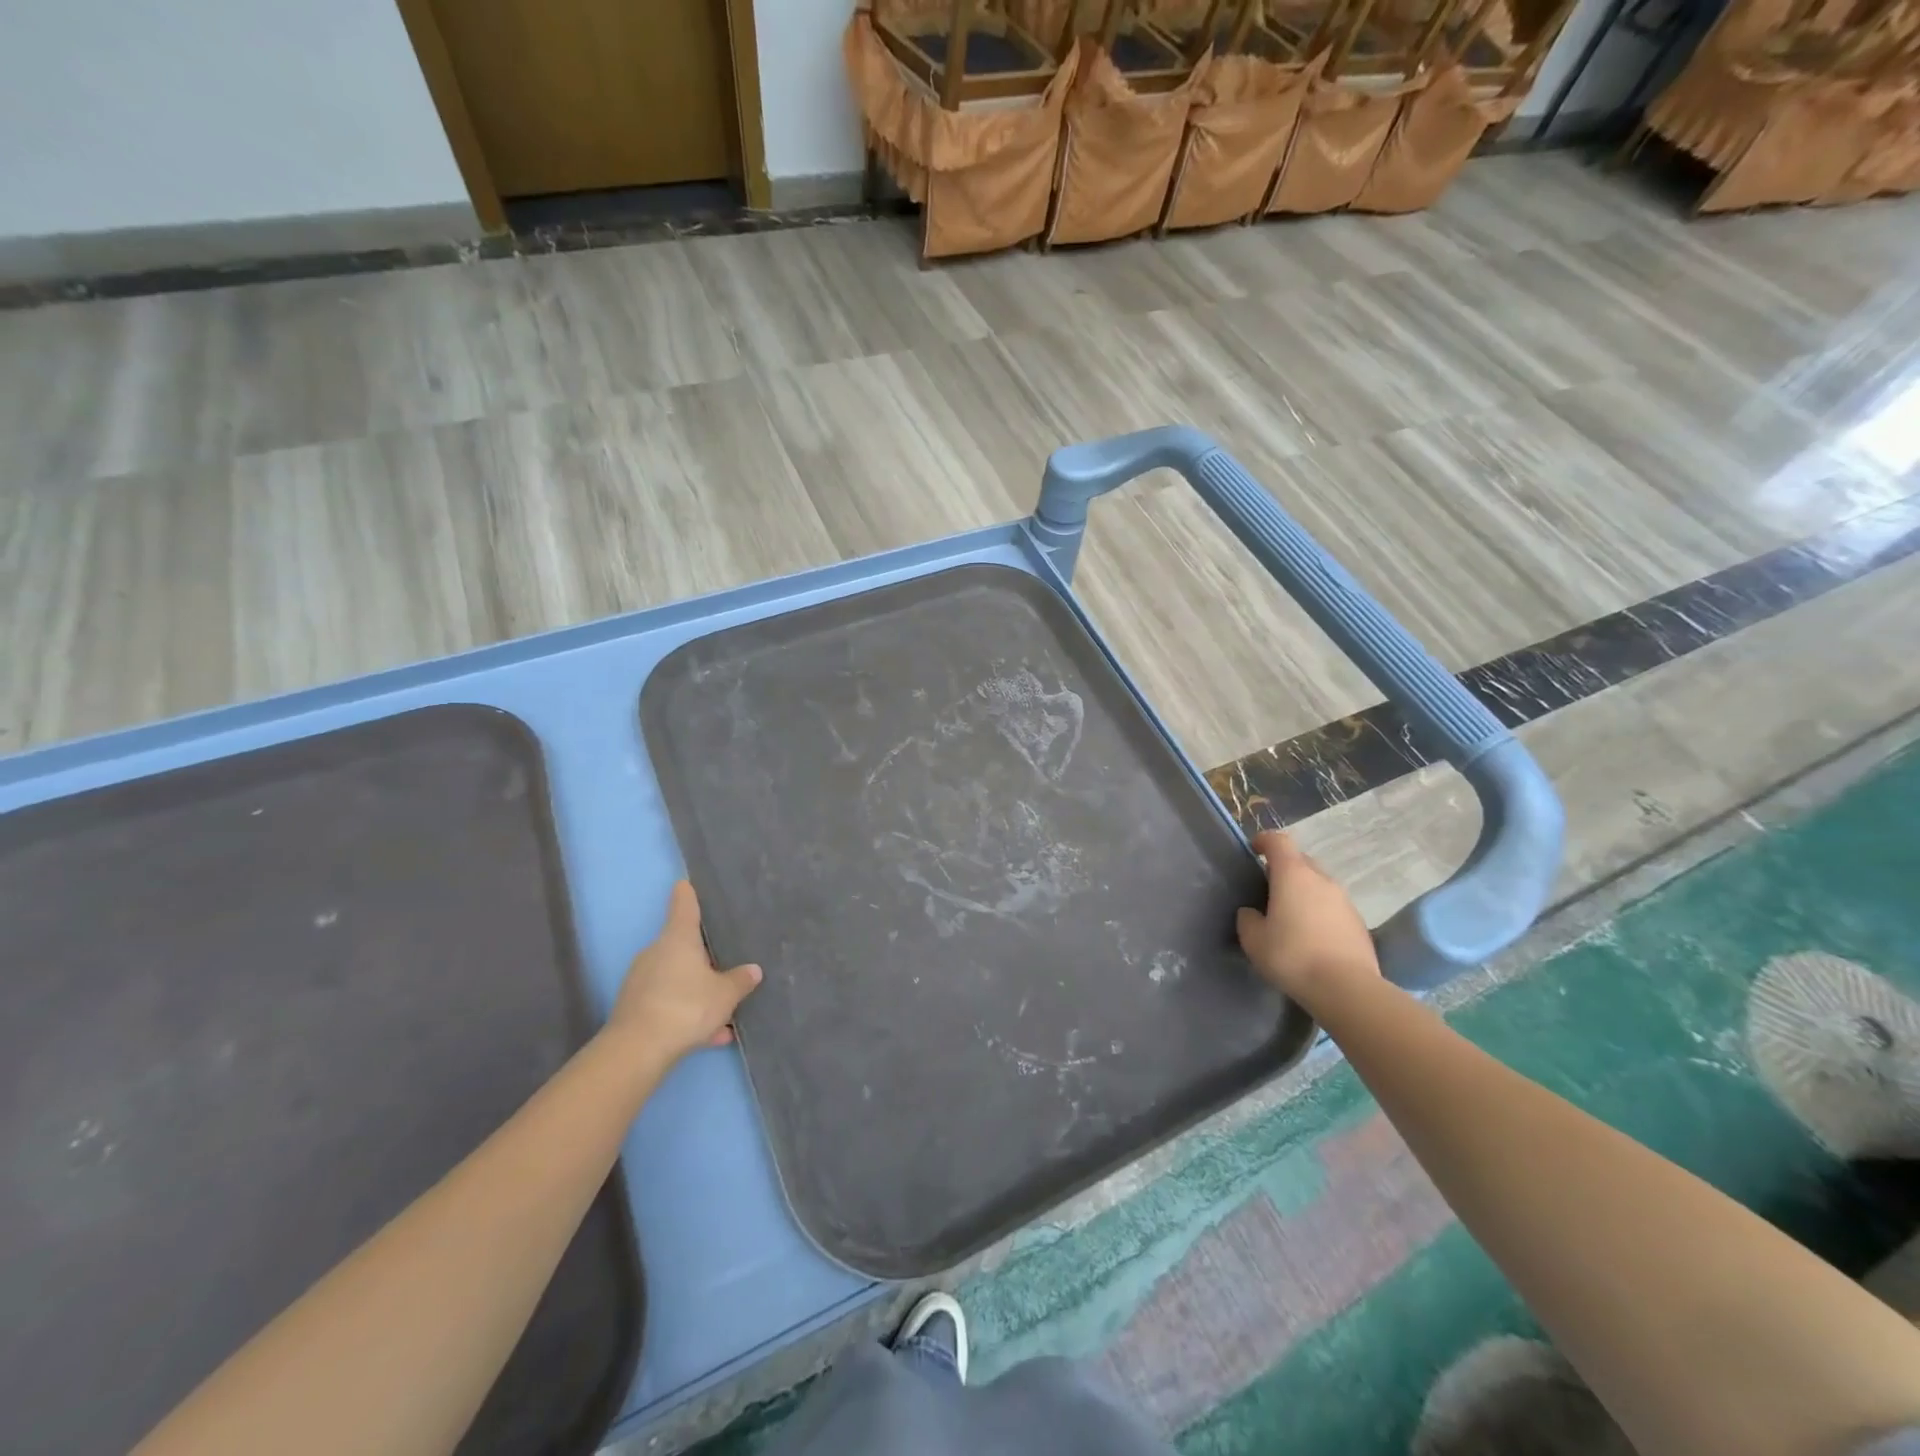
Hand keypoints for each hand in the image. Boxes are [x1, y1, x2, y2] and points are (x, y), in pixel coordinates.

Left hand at [609, 881, 761, 1062]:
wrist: (637, 1050)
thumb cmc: (686, 1006)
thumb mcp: (725, 994)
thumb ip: (740, 981)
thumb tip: (753, 970)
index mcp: (678, 939)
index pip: (683, 906)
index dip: (687, 894)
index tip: (686, 883)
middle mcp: (656, 953)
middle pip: (681, 946)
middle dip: (702, 955)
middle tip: (725, 962)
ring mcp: (642, 981)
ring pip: (677, 979)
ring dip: (697, 990)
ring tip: (725, 1012)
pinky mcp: (635, 1008)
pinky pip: (669, 1003)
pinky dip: (687, 1013)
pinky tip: (711, 1035)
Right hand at [1236, 831, 1378, 1009]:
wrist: (1347, 989)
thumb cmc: (1292, 956)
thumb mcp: (1253, 939)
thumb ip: (1248, 919)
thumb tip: (1253, 913)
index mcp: (1293, 875)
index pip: (1279, 841)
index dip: (1264, 841)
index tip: (1253, 850)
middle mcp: (1322, 880)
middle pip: (1301, 861)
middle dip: (1284, 869)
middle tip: (1269, 890)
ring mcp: (1345, 901)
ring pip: (1319, 885)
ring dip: (1304, 892)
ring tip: (1290, 917)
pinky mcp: (1359, 923)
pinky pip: (1333, 907)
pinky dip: (1320, 913)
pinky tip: (1312, 938)